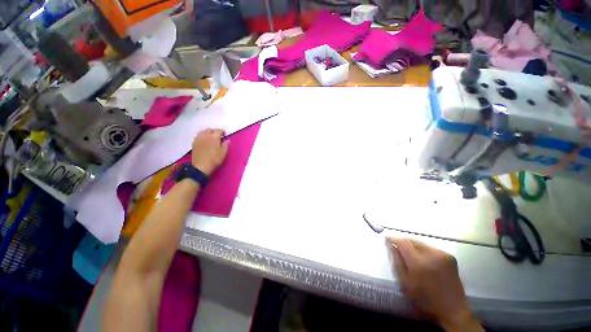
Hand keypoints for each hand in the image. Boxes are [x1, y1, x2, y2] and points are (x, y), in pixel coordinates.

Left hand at [191, 129, 228, 175]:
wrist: (201, 166)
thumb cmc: (214, 159)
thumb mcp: (223, 153)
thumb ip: (226, 145)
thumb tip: (227, 140)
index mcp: (214, 137)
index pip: (218, 130)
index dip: (222, 131)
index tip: (224, 134)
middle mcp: (205, 135)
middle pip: (209, 130)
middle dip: (214, 131)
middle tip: (218, 135)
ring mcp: (198, 139)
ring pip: (202, 131)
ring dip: (207, 132)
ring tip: (210, 136)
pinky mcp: (194, 143)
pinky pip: (198, 135)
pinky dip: (202, 135)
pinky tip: (204, 140)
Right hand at [387, 237, 483, 331]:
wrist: (453, 309)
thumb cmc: (425, 299)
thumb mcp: (406, 283)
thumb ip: (397, 262)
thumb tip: (391, 246)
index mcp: (419, 263)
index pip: (403, 243)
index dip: (393, 238)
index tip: (386, 237)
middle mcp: (431, 255)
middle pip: (412, 240)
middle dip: (403, 240)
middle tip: (396, 244)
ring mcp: (442, 254)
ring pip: (421, 243)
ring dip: (413, 245)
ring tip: (409, 252)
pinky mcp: (449, 256)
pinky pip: (431, 248)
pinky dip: (423, 250)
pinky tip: (423, 258)